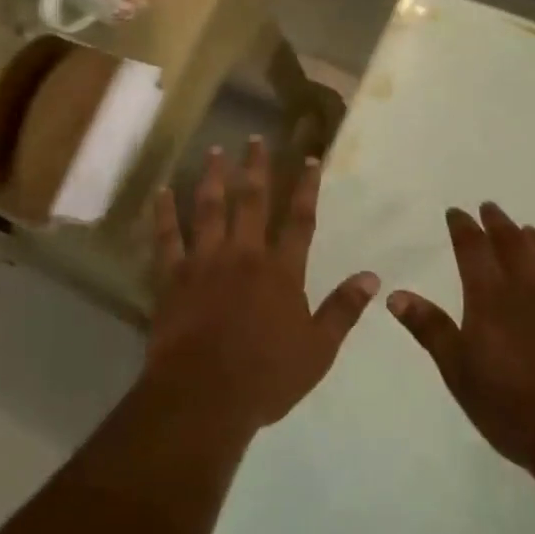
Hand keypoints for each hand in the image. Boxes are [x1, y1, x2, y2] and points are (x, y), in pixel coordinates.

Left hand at [145, 137, 379, 435]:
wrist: (205, 394)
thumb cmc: (266, 376)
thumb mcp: (318, 350)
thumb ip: (343, 310)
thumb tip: (372, 277)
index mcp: (281, 271)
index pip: (300, 220)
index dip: (306, 187)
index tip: (309, 159)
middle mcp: (244, 255)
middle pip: (252, 201)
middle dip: (256, 168)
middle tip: (255, 139)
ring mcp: (205, 261)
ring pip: (209, 208)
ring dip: (212, 177)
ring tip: (214, 151)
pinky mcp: (174, 275)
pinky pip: (167, 237)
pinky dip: (164, 213)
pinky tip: (162, 191)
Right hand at [386, 203, 534, 474]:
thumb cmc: (512, 407)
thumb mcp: (459, 372)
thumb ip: (430, 329)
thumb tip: (395, 295)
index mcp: (491, 298)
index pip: (473, 249)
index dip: (463, 228)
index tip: (456, 212)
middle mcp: (530, 290)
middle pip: (514, 244)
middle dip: (498, 223)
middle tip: (490, 208)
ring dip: (534, 240)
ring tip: (526, 230)